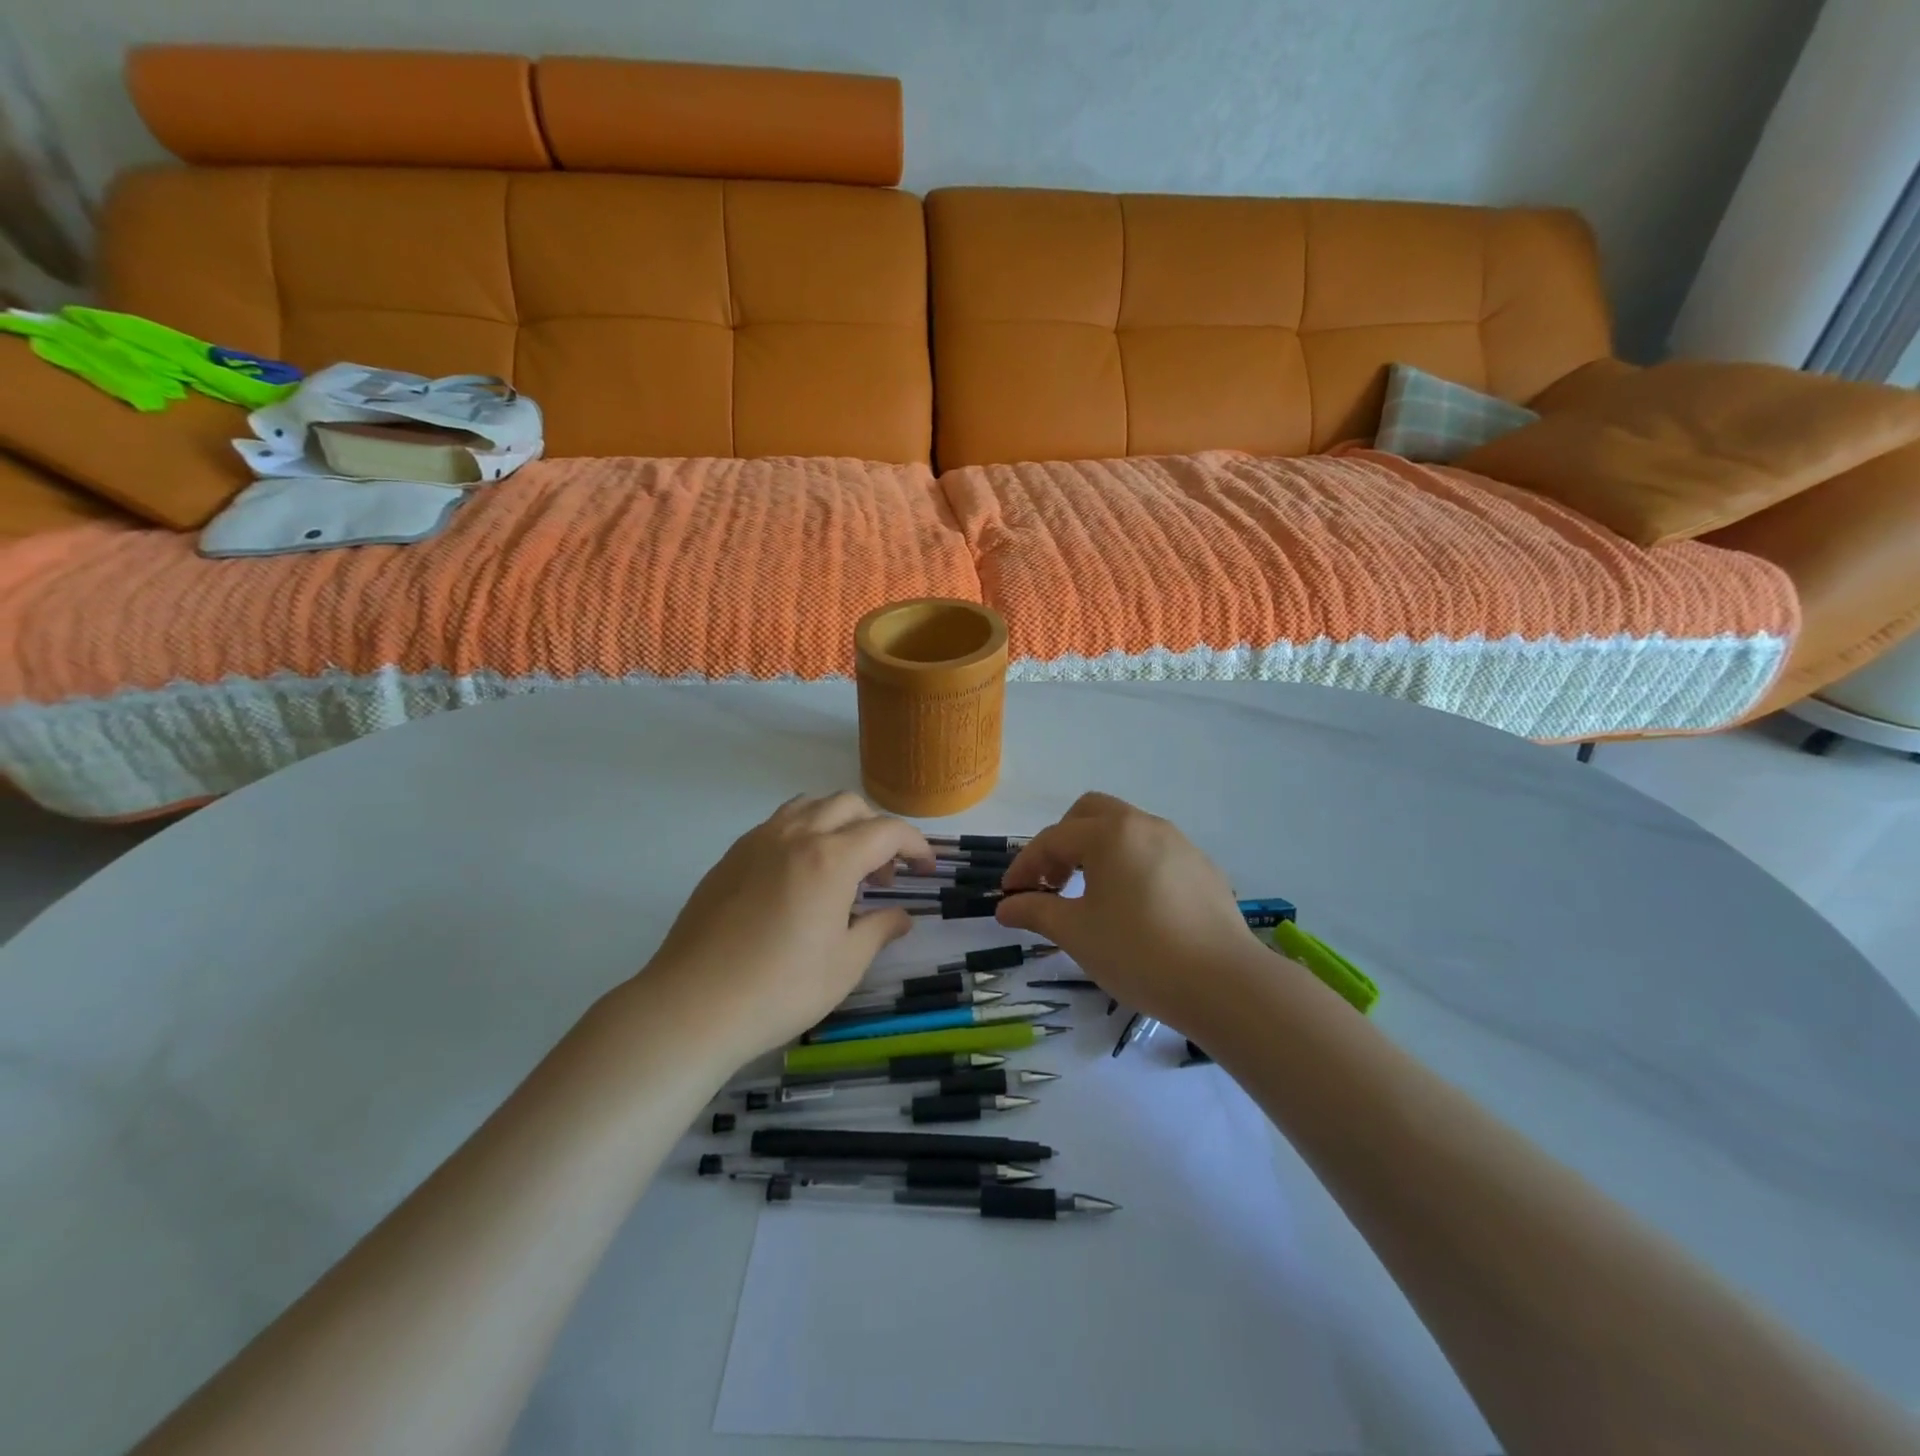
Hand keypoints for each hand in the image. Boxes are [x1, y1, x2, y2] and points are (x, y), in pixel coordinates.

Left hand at [643, 792, 933, 1059]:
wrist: (693, 1005)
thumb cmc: (780, 989)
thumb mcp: (844, 965)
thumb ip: (879, 929)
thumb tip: (901, 917)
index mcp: (831, 859)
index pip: (887, 831)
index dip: (915, 845)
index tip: (925, 869)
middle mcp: (796, 835)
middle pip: (849, 805)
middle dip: (877, 831)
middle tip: (882, 876)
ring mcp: (758, 841)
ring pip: (810, 805)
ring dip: (838, 823)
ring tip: (841, 866)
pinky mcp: (732, 855)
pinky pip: (779, 823)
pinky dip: (804, 832)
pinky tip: (799, 877)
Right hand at [996, 792, 1267, 1031]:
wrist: (1224, 983)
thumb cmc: (1138, 952)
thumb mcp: (1076, 933)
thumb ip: (1036, 912)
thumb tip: (1005, 907)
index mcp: (1110, 833)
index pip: (1053, 839)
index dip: (1025, 865)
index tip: (1009, 895)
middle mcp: (1145, 825)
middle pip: (1090, 813)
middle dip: (1062, 841)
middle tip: (1052, 882)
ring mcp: (1180, 843)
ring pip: (1126, 830)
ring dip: (1097, 851)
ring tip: (1090, 895)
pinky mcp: (1203, 868)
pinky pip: (1154, 852)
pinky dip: (1130, 865)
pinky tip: (1134, 907)